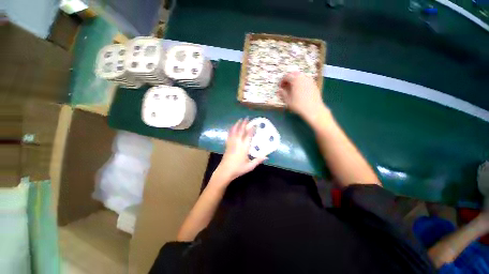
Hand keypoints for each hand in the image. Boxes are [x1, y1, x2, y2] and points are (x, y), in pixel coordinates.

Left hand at [213, 119, 266, 183]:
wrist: (225, 171)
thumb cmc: (238, 169)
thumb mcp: (250, 166)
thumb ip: (258, 160)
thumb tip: (267, 156)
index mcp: (244, 147)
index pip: (249, 135)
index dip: (252, 129)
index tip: (255, 124)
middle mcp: (237, 143)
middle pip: (241, 131)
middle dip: (244, 123)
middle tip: (247, 117)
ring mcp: (231, 143)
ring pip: (234, 131)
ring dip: (237, 124)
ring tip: (240, 119)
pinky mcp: (227, 145)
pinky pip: (229, 135)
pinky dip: (231, 130)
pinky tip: (232, 127)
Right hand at [278, 72, 326, 121]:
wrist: (313, 109)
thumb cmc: (298, 105)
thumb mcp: (287, 100)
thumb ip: (282, 93)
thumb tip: (279, 90)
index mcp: (295, 79)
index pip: (286, 76)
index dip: (281, 81)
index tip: (280, 87)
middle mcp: (303, 77)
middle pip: (294, 74)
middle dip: (288, 79)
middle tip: (285, 86)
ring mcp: (309, 80)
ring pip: (300, 77)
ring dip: (295, 80)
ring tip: (292, 88)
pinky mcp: (314, 84)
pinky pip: (305, 80)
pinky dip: (300, 83)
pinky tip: (299, 90)